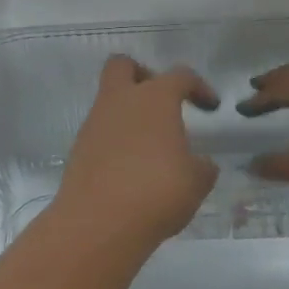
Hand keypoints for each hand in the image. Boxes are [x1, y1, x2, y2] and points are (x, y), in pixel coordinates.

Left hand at [54, 56, 220, 249]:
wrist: (99, 222)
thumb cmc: (157, 191)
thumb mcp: (196, 182)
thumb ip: (202, 166)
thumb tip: (201, 163)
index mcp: (154, 99)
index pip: (180, 76)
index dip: (198, 87)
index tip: (210, 106)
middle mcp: (120, 101)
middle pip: (123, 66)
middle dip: (143, 75)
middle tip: (161, 102)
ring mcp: (94, 123)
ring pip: (108, 100)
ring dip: (128, 113)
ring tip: (150, 146)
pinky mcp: (79, 149)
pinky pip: (100, 131)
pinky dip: (115, 140)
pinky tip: (130, 168)